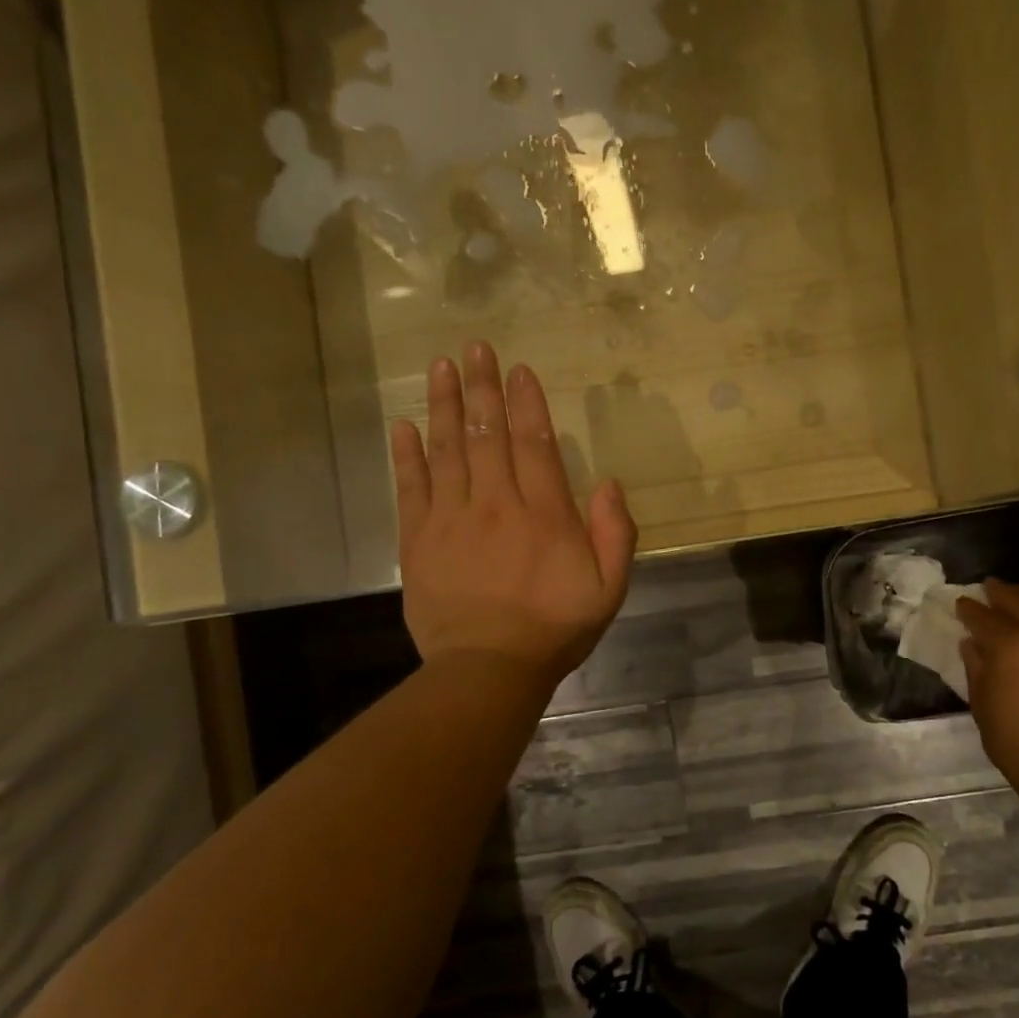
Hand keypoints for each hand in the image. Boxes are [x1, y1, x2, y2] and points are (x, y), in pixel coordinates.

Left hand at [392, 342, 636, 685]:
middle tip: (475, 348)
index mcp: (544, 514)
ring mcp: (452, 518)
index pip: (534, 443)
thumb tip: (609, 483)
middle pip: (487, 435)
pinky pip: (411, 488)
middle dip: (483, 388)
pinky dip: (406, 455)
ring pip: (447, 450)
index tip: (517, 370)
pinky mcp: (418, 540)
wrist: (489, 669)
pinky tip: (403, 426)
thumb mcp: (608, 589)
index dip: (526, 403)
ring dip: (444, 406)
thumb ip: (616, 534)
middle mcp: (496, 503)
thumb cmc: (554, 630)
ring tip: (440, 367)